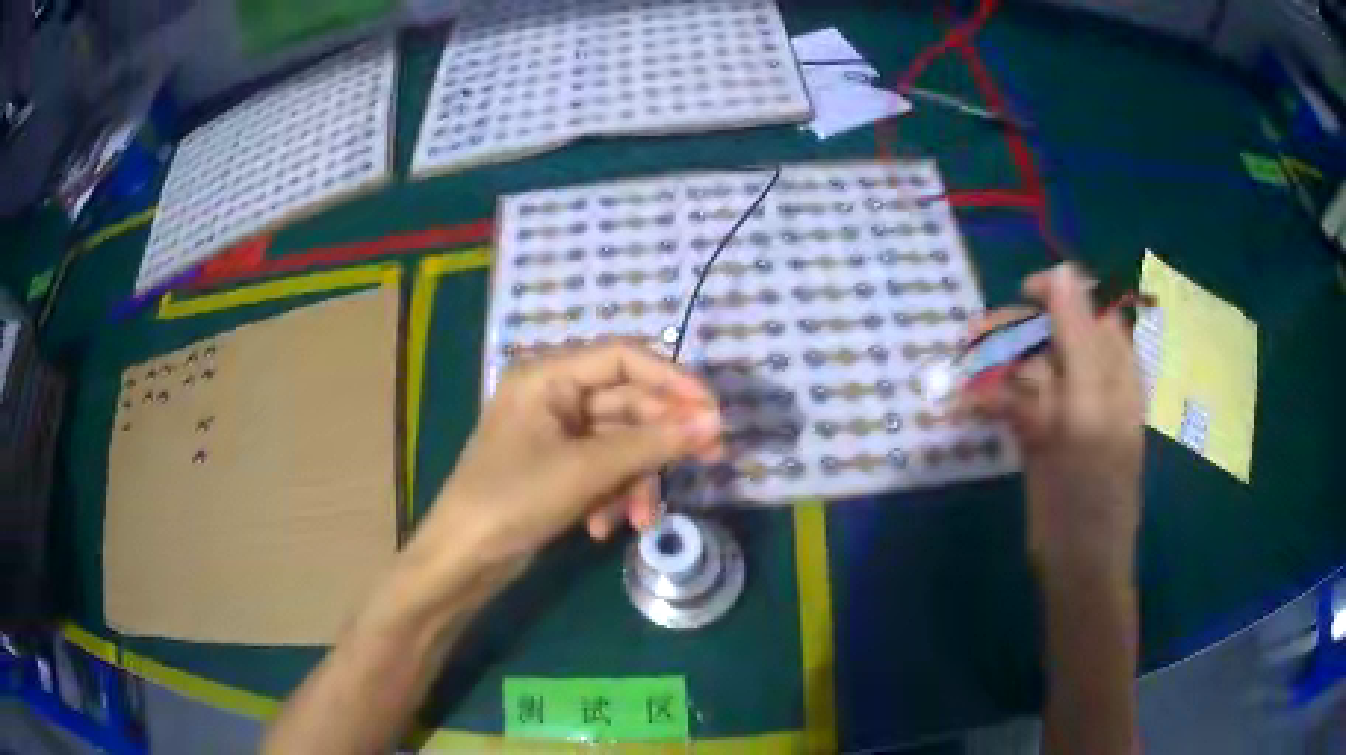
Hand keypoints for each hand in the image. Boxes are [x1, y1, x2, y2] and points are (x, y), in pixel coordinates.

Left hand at [412, 342, 723, 574]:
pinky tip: (603, 527)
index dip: (672, 380)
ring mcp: (555, 435)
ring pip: (619, 444)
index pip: (623, 358)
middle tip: (711, 458)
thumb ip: (652, 443)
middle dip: (661, 440)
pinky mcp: (558, 469)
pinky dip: (611, 496)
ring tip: (641, 519)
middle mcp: (553, 397)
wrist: (464, 558)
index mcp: (547, 376)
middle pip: (627, 404)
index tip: (713, 410)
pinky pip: (602, 470)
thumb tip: (715, 423)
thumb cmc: (514, 499)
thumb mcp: (587, 470)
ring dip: (635, 480)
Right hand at [963, 264, 1143, 577]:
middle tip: (974, 337)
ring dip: (997, 365)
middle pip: (1053, 334)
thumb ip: (1078, 339)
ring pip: (1029, 367)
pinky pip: (1014, 403)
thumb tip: (1062, 272)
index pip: (1090, 308)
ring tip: (963, 372)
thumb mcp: (1089, 406)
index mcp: (1114, 368)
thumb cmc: (1094, 486)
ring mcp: (1063, 410)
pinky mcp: (1039, 436)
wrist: (1077, 561)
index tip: (1023, 294)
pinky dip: (992, 401)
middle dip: (1016, 330)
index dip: (1059, 294)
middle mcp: (1090, 381)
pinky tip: (969, 407)